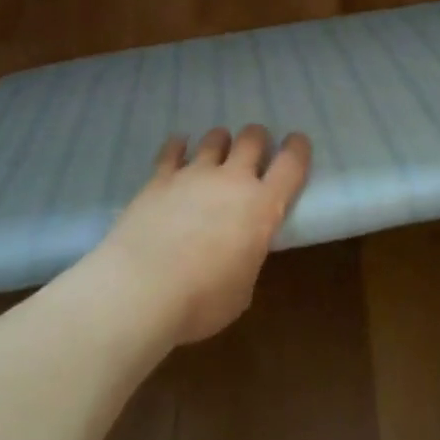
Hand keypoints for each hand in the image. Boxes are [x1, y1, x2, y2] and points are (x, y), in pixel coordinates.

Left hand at [94, 126, 311, 346]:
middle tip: (255, 149)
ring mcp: (193, 174)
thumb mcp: (241, 289)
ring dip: (220, 142)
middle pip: (251, 139)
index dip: (297, 149)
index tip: (298, 142)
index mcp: (261, 207)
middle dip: (257, 139)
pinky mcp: (159, 178)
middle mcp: (231, 180)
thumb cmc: (201, 300)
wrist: (141, 288)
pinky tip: (178, 148)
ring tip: (217, 151)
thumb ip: (246, 259)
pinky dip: (178, 147)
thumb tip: (238, 252)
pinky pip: (172, 150)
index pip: (290, 164)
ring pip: (214, 139)